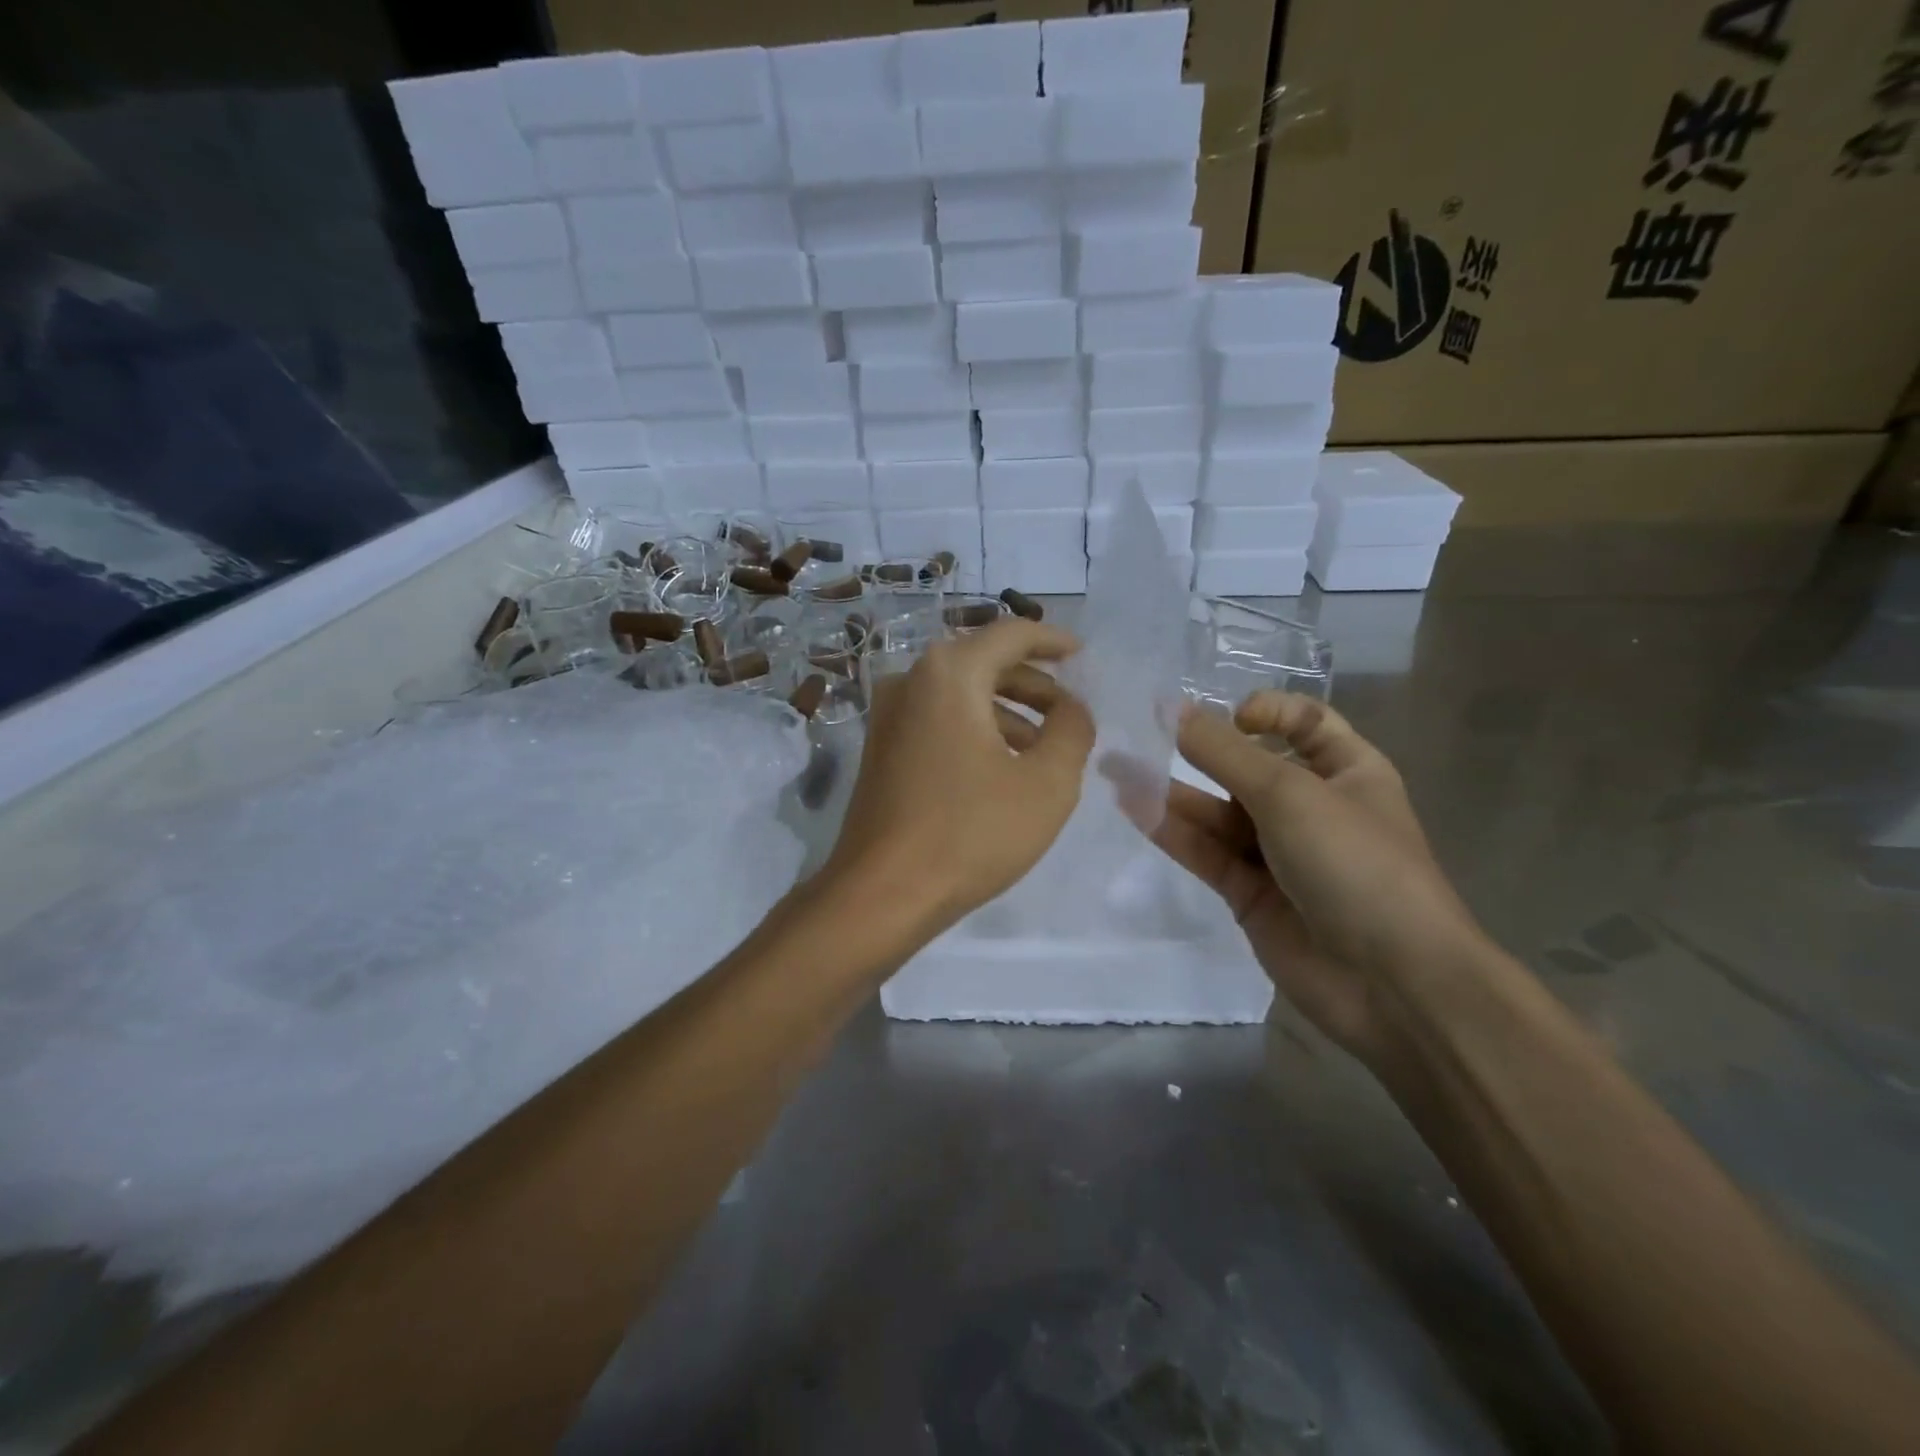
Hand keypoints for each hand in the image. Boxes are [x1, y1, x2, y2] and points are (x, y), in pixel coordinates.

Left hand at [822, 620, 1095, 935]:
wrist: (882, 893)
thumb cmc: (970, 832)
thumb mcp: (1047, 783)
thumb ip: (1072, 730)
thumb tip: (1072, 708)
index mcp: (950, 673)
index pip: (1011, 633)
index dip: (1053, 641)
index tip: (1082, 656)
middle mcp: (911, 680)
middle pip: (984, 662)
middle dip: (1033, 683)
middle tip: (1070, 712)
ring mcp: (888, 715)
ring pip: (961, 694)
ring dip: (1007, 711)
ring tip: (1045, 748)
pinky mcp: (881, 748)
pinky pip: (939, 720)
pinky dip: (977, 729)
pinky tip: (1003, 767)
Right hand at [1150, 692, 1481, 1064]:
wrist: (1392, 983)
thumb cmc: (1355, 864)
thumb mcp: (1290, 794)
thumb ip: (1225, 753)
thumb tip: (1174, 709)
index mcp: (1347, 771)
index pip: (1305, 722)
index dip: (1267, 712)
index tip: (1231, 718)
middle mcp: (1312, 807)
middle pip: (1248, 767)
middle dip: (1199, 751)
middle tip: (1141, 732)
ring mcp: (1278, 853)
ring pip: (1218, 812)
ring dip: (1170, 791)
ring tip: (1116, 769)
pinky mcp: (1249, 893)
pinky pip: (1206, 852)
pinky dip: (1172, 831)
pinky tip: (1133, 807)